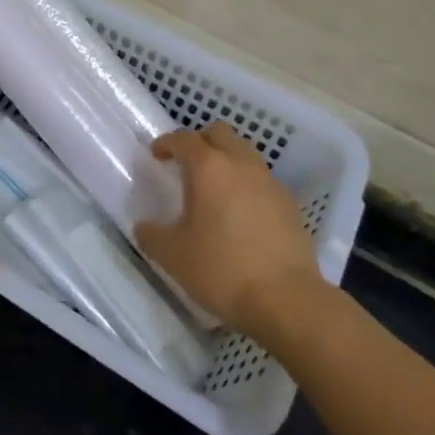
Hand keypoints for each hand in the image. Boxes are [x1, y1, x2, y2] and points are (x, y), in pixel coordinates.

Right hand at [135, 122, 329, 346]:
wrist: (287, 300)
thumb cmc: (222, 269)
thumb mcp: (172, 256)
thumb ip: (152, 235)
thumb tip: (145, 227)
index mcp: (208, 168)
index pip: (184, 139)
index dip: (167, 143)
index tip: (157, 154)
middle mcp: (240, 164)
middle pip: (219, 133)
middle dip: (200, 142)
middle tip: (186, 164)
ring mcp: (269, 182)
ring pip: (244, 153)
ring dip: (226, 160)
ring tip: (214, 188)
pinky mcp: (289, 204)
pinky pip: (262, 180)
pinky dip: (246, 184)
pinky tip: (240, 213)